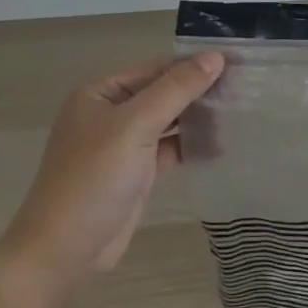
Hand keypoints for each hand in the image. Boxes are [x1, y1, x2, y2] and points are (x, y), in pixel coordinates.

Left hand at [0, 53, 225, 293]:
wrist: (64, 250)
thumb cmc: (95, 178)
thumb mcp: (136, 126)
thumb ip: (176, 90)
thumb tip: (216, 57)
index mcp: (100, 93)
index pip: (155, 69)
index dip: (193, 65)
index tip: (235, 64)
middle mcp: (110, 113)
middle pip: (162, 94)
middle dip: (198, 93)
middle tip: (243, 91)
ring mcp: (122, 144)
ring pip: (168, 122)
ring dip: (197, 120)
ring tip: (238, 116)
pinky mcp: (135, 172)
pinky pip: (168, 149)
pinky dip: (190, 146)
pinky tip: (219, 146)